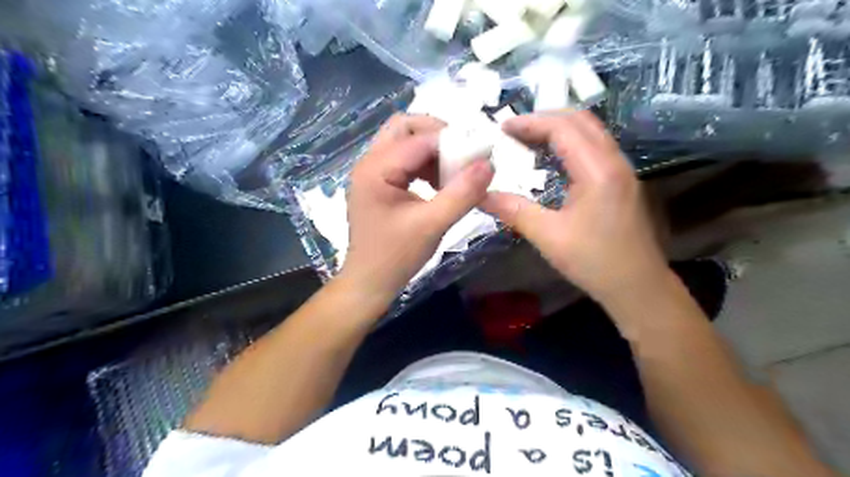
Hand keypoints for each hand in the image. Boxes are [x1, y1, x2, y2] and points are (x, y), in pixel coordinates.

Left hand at [342, 113, 494, 303]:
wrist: (369, 283)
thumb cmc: (396, 257)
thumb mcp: (432, 225)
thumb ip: (461, 194)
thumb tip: (488, 164)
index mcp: (376, 169)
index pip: (419, 138)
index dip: (453, 141)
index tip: (481, 154)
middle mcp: (369, 163)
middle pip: (405, 127)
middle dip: (438, 136)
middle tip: (463, 155)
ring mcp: (372, 173)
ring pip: (405, 141)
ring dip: (432, 151)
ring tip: (453, 172)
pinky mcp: (379, 184)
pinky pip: (404, 160)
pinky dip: (425, 164)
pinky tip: (439, 184)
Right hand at [481, 110, 666, 303]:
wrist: (638, 287)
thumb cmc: (594, 262)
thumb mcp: (548, 237)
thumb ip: (514, 211)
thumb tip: (480, 196)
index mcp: (597, 171)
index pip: (562, 128)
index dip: (529, 123)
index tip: (501, 129)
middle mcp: (614, 161)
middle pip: (580, 120)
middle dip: (543, 119)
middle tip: (512, 131)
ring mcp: (621, 170)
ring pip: (590, 132)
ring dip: (558, 129)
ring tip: (527, 141)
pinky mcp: (621, 181)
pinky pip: (594, 148)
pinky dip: (569, 144)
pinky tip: (551, 160)